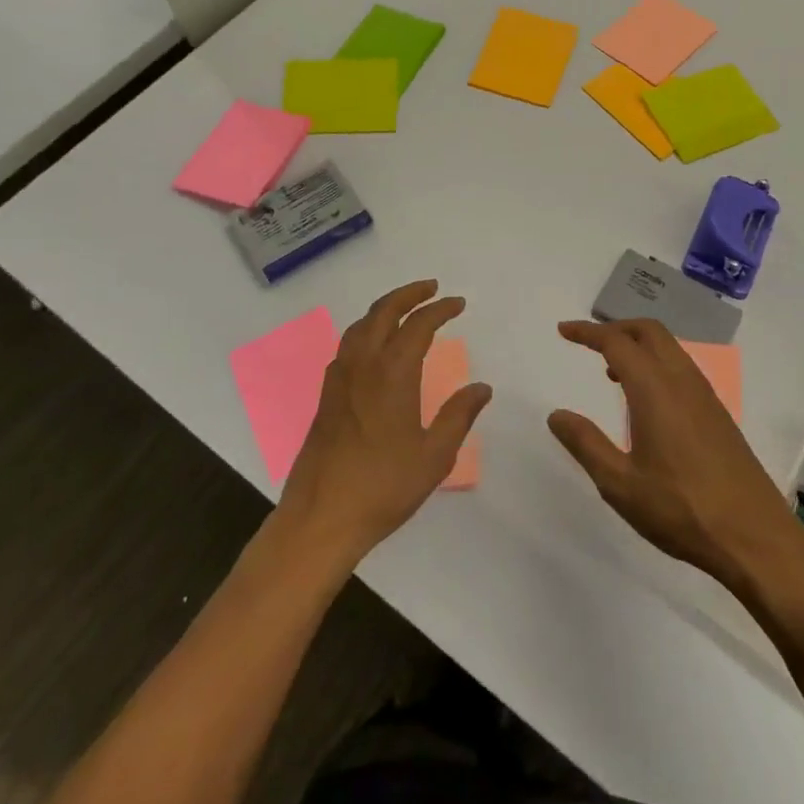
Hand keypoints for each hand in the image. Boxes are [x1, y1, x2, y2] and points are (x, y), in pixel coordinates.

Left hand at [277, 280, 490, 566]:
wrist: (322, 516)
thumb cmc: (384, 486)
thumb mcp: (435, 455)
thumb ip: (459, 416)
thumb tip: (481, 387)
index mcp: (392, 373)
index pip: (418, 324)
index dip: (440, 309)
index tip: (458, 303)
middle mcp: (363, 364)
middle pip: (383, 311)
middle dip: (409, 294)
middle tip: (431, 288)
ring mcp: (339, 378)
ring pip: (360, 325)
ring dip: (384, 308)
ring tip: (404, 309)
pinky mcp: (326, 395)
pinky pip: (347, 345)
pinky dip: (366, 329)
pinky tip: (374, 346)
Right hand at [549, 319, 799, 591]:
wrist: (756, 538)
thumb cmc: (682, 510)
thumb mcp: (620, 484)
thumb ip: (586, 444)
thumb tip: (556, 415)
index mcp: (655, 390)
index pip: (616, 343)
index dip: (588, 332)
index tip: (564, 330)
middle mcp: (682, 381)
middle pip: (649, 332)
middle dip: (616, 328)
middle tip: (588, 344)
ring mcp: (705, 396)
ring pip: (669, 348)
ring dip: (638, 346)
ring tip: (612, 372)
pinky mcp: (718, 414)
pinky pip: (682, 369)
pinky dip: (657, 364)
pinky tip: (646, 401)